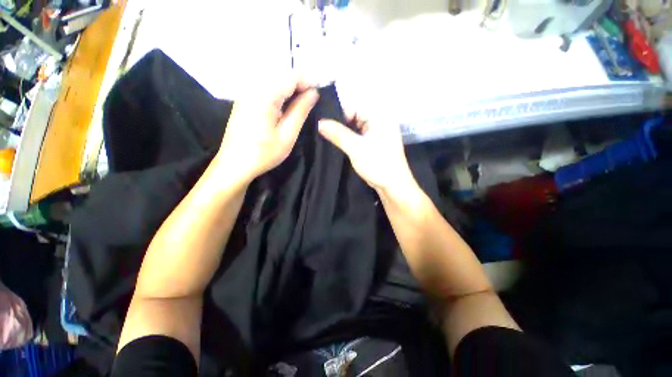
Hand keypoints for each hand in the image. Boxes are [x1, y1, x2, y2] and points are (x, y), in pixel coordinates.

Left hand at [216, 76, 318, 182]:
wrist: (234, 164)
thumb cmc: (263, 153)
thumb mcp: (287, 135)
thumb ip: (300, 111)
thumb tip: (313, 93)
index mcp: (264, 96)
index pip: (290, 76)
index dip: (307, 80)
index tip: (319, 92)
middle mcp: (253, 87)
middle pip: (281, 73)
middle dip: (299, 82)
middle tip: (311, 98)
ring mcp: (246, 92)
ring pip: (273, 78)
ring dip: (290, 86)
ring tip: (301, 102)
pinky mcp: (244, 99)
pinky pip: (265, 86)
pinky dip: (279, 91)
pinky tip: (286, 104)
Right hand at [318, 114, 415, 193]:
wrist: (393, 185)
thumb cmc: (378, 164)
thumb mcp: (355, 148)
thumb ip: (338, 134)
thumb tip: (320, 122)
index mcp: (379, 116)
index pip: (355, 107)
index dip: (339, 115)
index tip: (327, 127)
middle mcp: (380, 121)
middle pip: (355, 116)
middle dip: (341, 125)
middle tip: (326, 134)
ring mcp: (377, 132)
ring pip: (356, 127)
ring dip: (345, 133)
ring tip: (331, 139)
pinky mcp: (375, 143)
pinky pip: (359, 136)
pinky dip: (350, 140)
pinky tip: (340, 145)